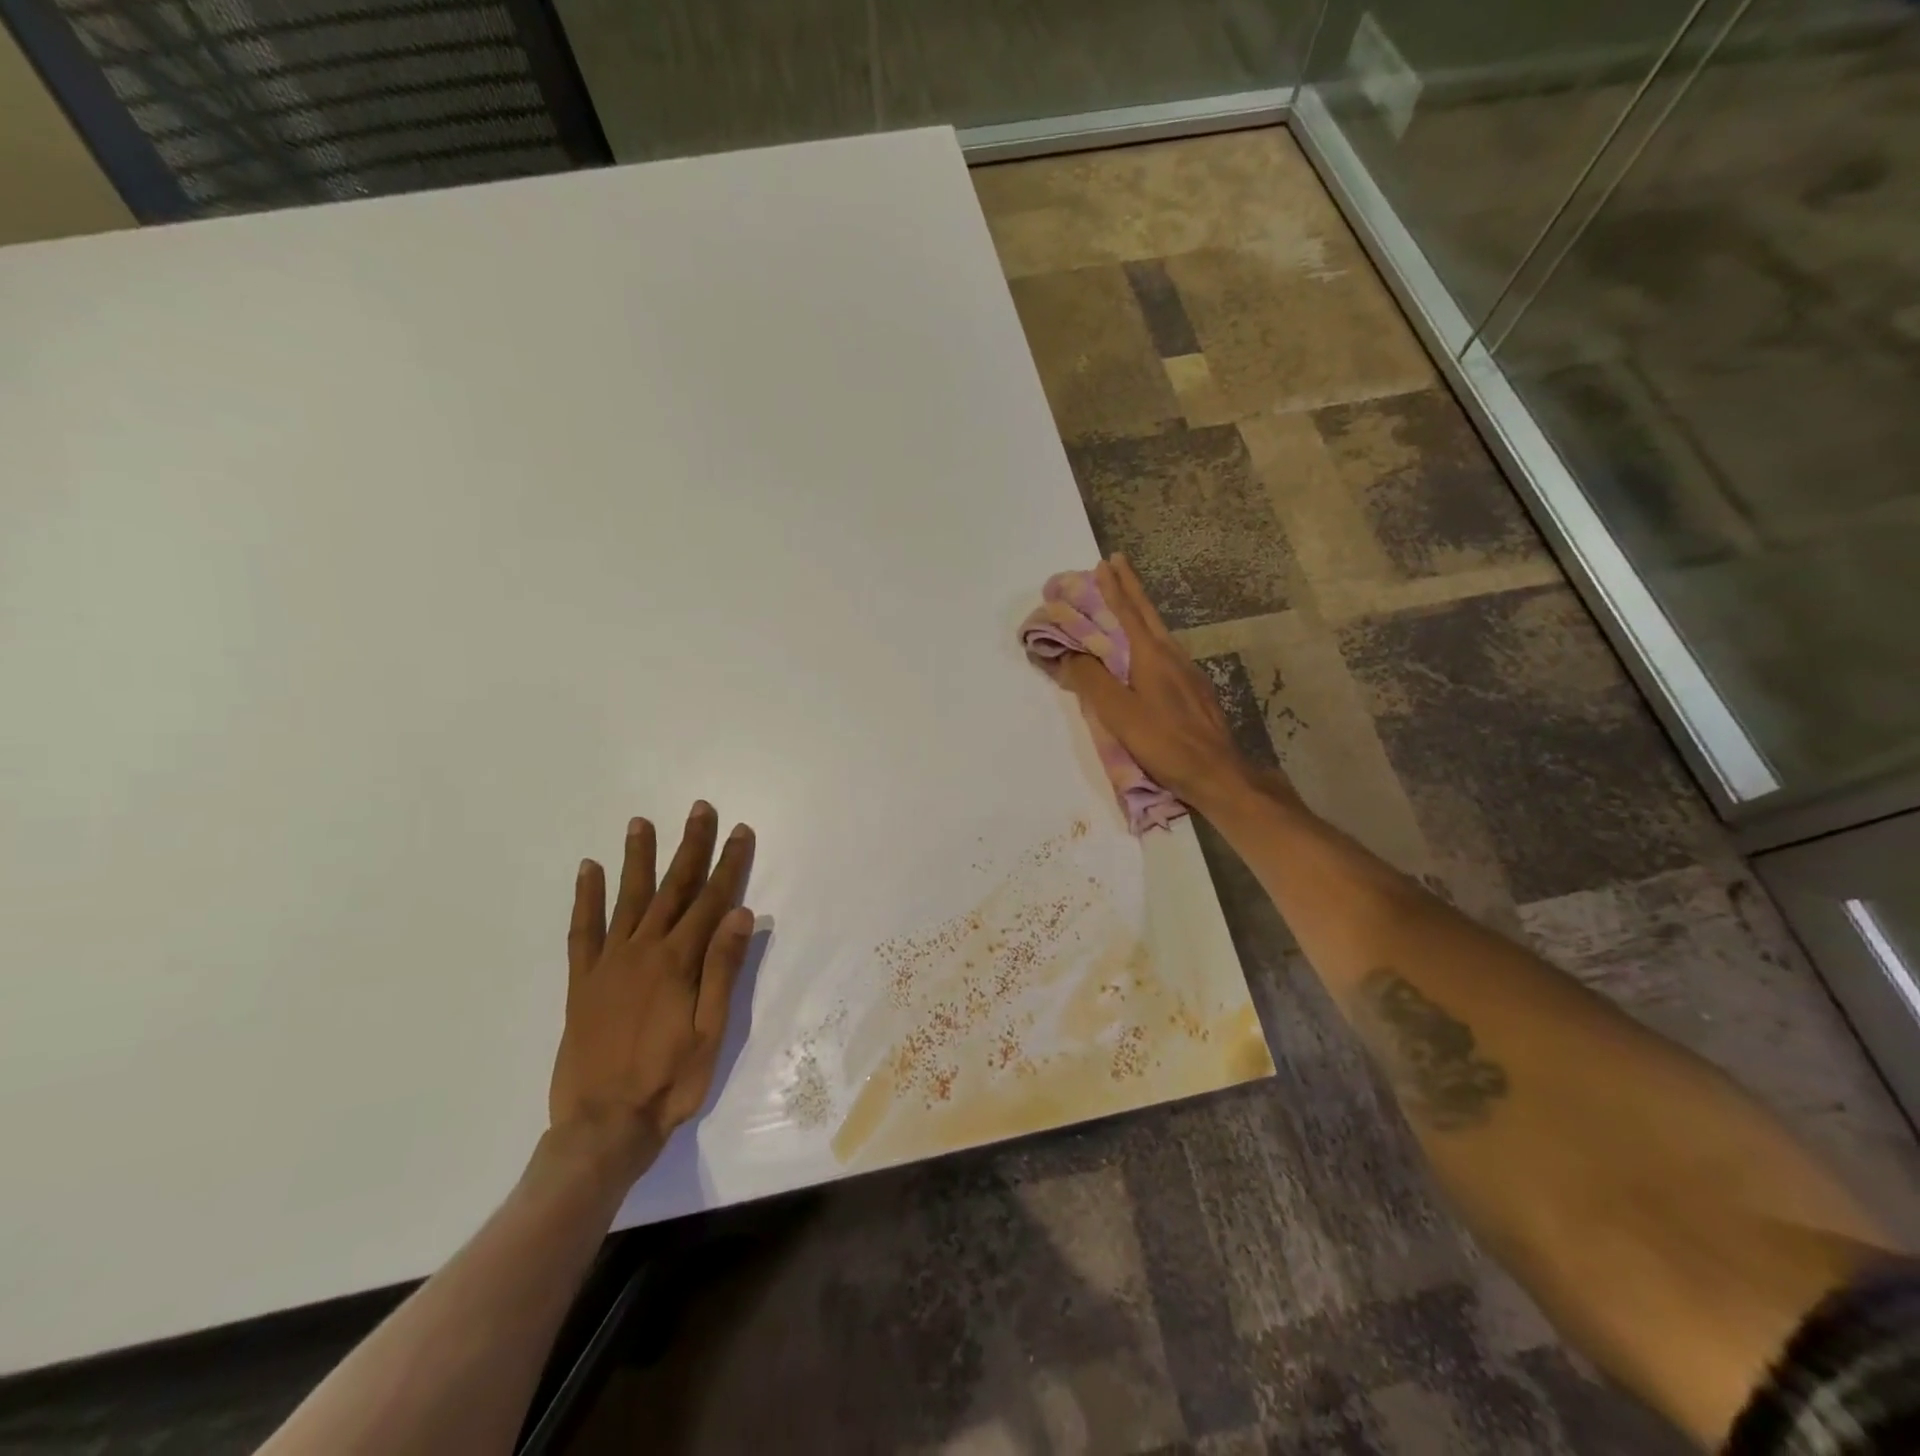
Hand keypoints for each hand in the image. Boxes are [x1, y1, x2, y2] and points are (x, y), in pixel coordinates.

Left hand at [549, 803, 755, 1177]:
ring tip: (641, 823)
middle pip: (673, 888)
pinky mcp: (581, 982)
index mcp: (679, 962)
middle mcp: (643, 950)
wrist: (603, 1127)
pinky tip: (588, 871)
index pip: (712, 900)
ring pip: (627, 899)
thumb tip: (741, 914)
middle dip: (690, 847)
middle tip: (699, 809)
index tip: (739, 830)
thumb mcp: (711, 1031)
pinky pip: (582, 931)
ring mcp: (608, 963)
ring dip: (637, 859)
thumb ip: (723, 969)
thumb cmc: (669, 1081)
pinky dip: (585, 898)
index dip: (728, 863)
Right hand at [1048, 555, 1278, 811]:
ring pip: (1158, 632)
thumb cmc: (1164, 741)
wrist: (1217, 772)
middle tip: (1117, 563)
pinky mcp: (1194, 691)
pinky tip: (1146, 651)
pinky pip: (1165, 653)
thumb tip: (1069, 654)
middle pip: (1147, 614)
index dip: (1114, 587)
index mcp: (1151, 656)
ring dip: (1139, 612)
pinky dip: (1148, 639)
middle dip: (1130, 588)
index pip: (1128, 612)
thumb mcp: (1118, 713)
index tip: (1104, 562)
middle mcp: (1172, 655)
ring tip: (1125, 602)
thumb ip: (1091, 680)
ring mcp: (1187, 672)